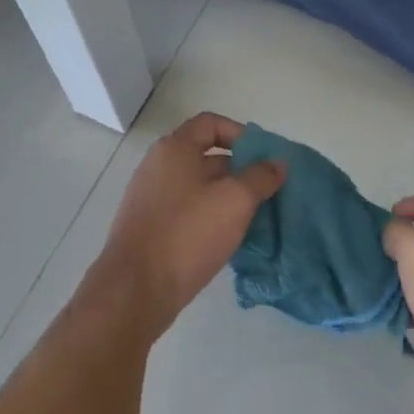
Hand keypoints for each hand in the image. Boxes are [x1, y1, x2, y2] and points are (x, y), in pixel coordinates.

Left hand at [81, 113, 285, 343]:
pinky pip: (185, 210)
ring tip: (253, 216)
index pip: (211, 123)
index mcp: (175, 148)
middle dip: (239, 170)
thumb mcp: (235, 200)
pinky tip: (227, 238)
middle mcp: (158, 165)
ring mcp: (149, 197)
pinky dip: (208, 216)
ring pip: (197, 186)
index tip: (263, 158)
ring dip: (226, 196)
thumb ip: (261, 177)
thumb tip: (278, 163)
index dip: (241, 134)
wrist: (135, 290)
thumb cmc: (188, 233)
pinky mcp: (148, 226)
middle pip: (205, 155)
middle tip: (266, 190)